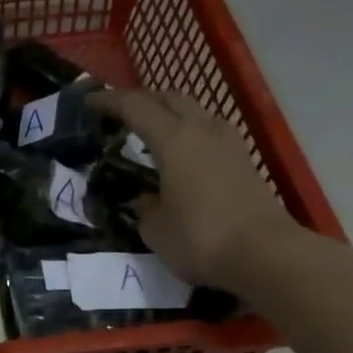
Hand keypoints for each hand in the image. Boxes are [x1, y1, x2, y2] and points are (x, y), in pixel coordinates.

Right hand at [88, 88, 303, 289]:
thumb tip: (144, 198)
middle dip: (142, 101)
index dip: (110, 102)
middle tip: (120, 115)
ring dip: (169, 114)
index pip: (136, 107)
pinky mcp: (244, 160)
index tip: (88, 103)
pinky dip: (189, 132)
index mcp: (174, 140)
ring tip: (151, 133)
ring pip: (194, 111)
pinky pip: (209, 131)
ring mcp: (229, 143)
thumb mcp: (155, 229)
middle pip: (169, 98)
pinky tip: (181, 153)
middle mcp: (202, 131)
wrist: (265, 254)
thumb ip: (144, 207)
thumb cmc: (200, 239)